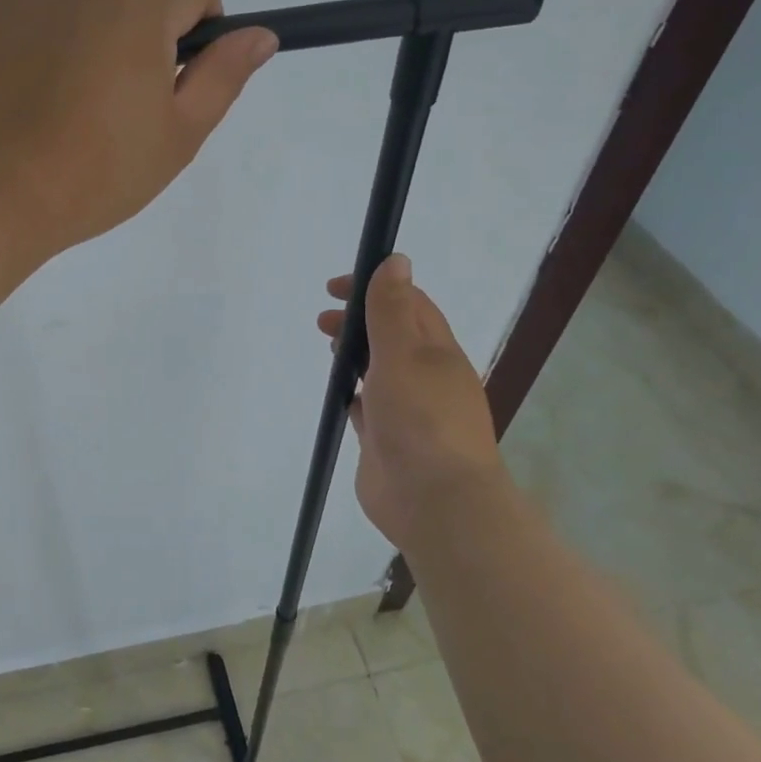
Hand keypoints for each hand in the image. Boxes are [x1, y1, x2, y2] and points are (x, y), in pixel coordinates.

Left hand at [0, 0, 277, 264]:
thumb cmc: (94, 175)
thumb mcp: (177, 136)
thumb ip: (222, 76)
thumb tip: (260, 34)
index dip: (196, 28)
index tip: (173, 79)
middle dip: (140, 21)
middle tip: (117, 94)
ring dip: (83, 22)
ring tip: (61, 95)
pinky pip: (17, 3)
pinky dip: (29, 31)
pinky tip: (18, 87)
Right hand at [318, 255, 508, 548]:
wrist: (434, 501)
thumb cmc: (421, 420)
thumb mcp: (404, 355)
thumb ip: (393, 310)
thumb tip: (396, 260)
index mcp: (437, 353)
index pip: (409, 305)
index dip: (374, 288)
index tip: (335, 288)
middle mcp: (425, 378)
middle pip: (392, 336)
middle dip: (358, 321)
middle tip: (323, 322)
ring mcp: (407, 411)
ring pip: (379, 371)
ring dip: (355, 354)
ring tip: (328, 348)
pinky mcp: (386, 440)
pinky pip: (367, 407)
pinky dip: (352, 393)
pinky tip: (337, 394)